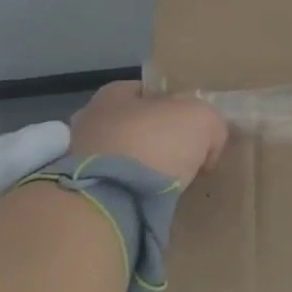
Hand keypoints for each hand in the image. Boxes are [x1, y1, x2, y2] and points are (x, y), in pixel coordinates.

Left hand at [69, 82, 227, 183]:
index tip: (195, 128)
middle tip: (187, 156)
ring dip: (146, 168)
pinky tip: (154, 199)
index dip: (176, 106)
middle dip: (159, 139)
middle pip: (136, 125)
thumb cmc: (156, 142)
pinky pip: (118, 186)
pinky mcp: (83, 194)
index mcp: (112, 94)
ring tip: (172, 182)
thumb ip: (211, 123)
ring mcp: (80, 161)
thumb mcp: (202, 119)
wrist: (116, 198)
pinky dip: (135, 191)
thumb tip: (210, 142)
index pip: (148, 92)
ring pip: (125, 158)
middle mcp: (89, 122)